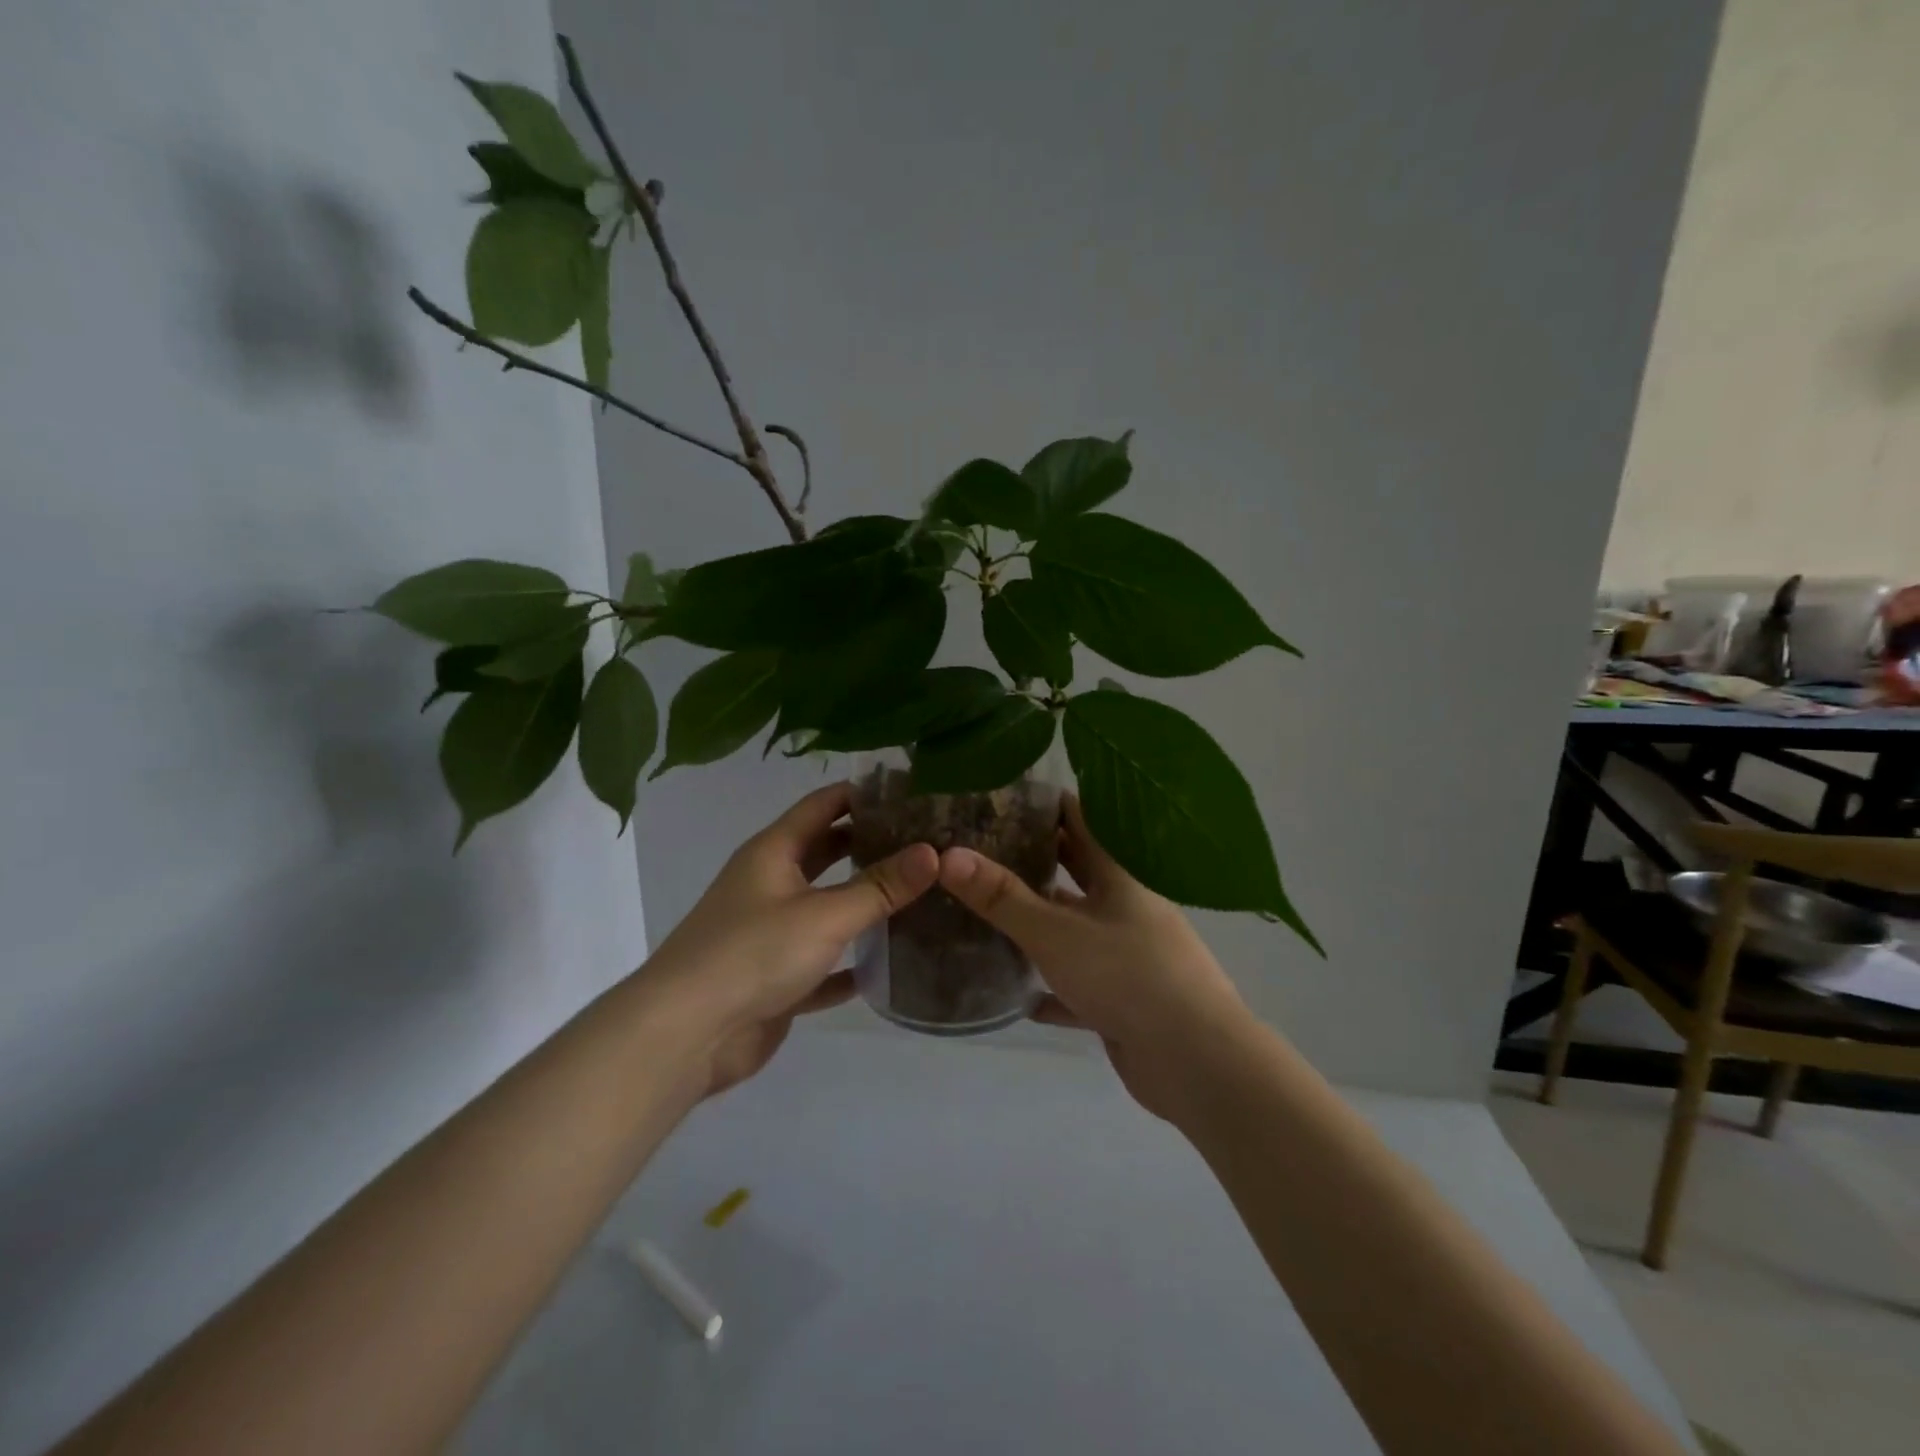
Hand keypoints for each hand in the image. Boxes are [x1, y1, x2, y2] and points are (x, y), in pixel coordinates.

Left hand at [642, 782, 937, 1098]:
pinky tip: (885, 966)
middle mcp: (769, 884)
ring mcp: (769, 932)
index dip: (863, 795)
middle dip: (869, 845)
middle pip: (825, 852)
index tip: (911, 793)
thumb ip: (880, 886)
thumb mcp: (825, 914)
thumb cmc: (754, 954)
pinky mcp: (774, 978)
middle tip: (924, 844)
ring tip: (917, 896)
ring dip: (862, 903)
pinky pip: (821, 962)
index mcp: (773, 852)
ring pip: (825, 908)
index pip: (823, 805)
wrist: (686, 1035)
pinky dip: (848, 962)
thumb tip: (933, 852)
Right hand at [937, 796, 1254, 1120]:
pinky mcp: (1125, 1000)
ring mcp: (1129, 955)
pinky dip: (1053, 988)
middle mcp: (1127, 908)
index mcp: (1119, 876)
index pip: (1081, 820)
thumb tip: (948, 855)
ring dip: (1041, 925)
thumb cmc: (1127, 976)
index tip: (1000, 799)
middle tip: (983, 852)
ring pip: (1077, 929)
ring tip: (990, 915)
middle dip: (1036, 861)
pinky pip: (1080, 986)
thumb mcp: (1055, 931)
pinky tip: (1020, 997)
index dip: (1044, 806)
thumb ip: (1001, 896)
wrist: (1196, 1062)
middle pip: (1078, 872)